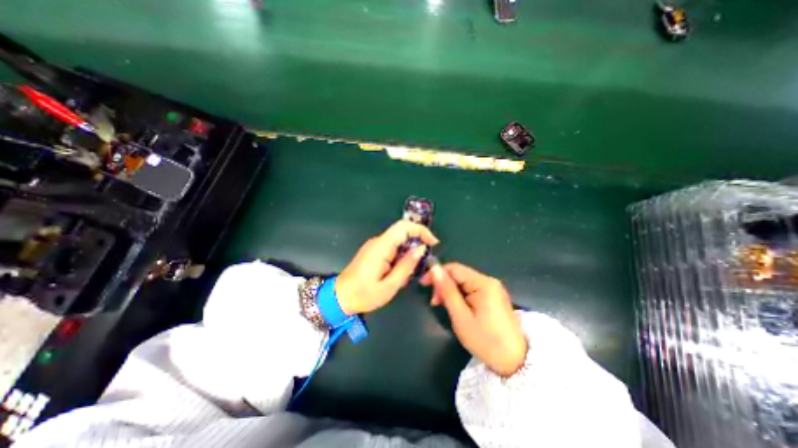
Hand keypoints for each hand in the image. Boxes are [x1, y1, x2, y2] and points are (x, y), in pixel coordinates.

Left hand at [335, 220, 439, 313]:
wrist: (340, 297)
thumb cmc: (364, 295)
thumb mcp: (390, 285)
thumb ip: (406, 265)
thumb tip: (421, 248)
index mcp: (381, 247)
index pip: (404, 226)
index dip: (421, 230)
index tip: (433, 242)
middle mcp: (378, 241)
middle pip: (402, 230)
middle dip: (418, 240)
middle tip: (425, 258)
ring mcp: (375, 245)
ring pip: (398, 239)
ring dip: (409, 250)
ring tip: (411, 270)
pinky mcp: (373, 251)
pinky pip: (392, 246)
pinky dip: (402, 254)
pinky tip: (400, 270)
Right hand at [420, 264, 527, 375]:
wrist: (515, 362)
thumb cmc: (485, 340)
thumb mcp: (461, 316)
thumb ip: (447, 290)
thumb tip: (434, 268)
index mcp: (483, 283)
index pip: (454, 268)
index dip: (437, 273)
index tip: (423, 285)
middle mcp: (489, 280)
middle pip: (459, 274)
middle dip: (443, 284)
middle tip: (434, 302)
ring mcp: (493, 288)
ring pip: (464, 281)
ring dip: (450, 290)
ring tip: (442, 306)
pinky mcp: (493, 295)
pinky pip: (471, 288)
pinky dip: (460, 295)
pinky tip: (456, 306)